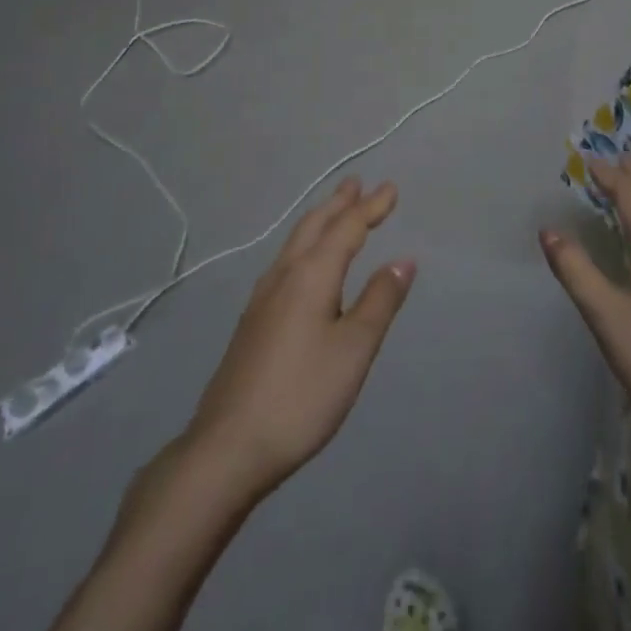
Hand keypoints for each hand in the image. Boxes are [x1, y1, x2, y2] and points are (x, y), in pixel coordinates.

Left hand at [187, 177, 414, 496]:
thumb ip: (379, 301)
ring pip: (295, 242)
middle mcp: (284, 275)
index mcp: (311, 274)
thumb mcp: (354, 349)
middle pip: (315, 226)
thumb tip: (403, 259)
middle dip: (338, 203)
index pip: (347, 228)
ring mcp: (262, 297)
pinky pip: (285, 261)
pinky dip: (305, 245)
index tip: (390, 188)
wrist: (227, 447)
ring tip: (333, 211)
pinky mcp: (252, 321)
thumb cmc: (302, 395)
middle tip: (356, 183)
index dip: (371, 207)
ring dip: (319, 220)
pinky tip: (303, 263)